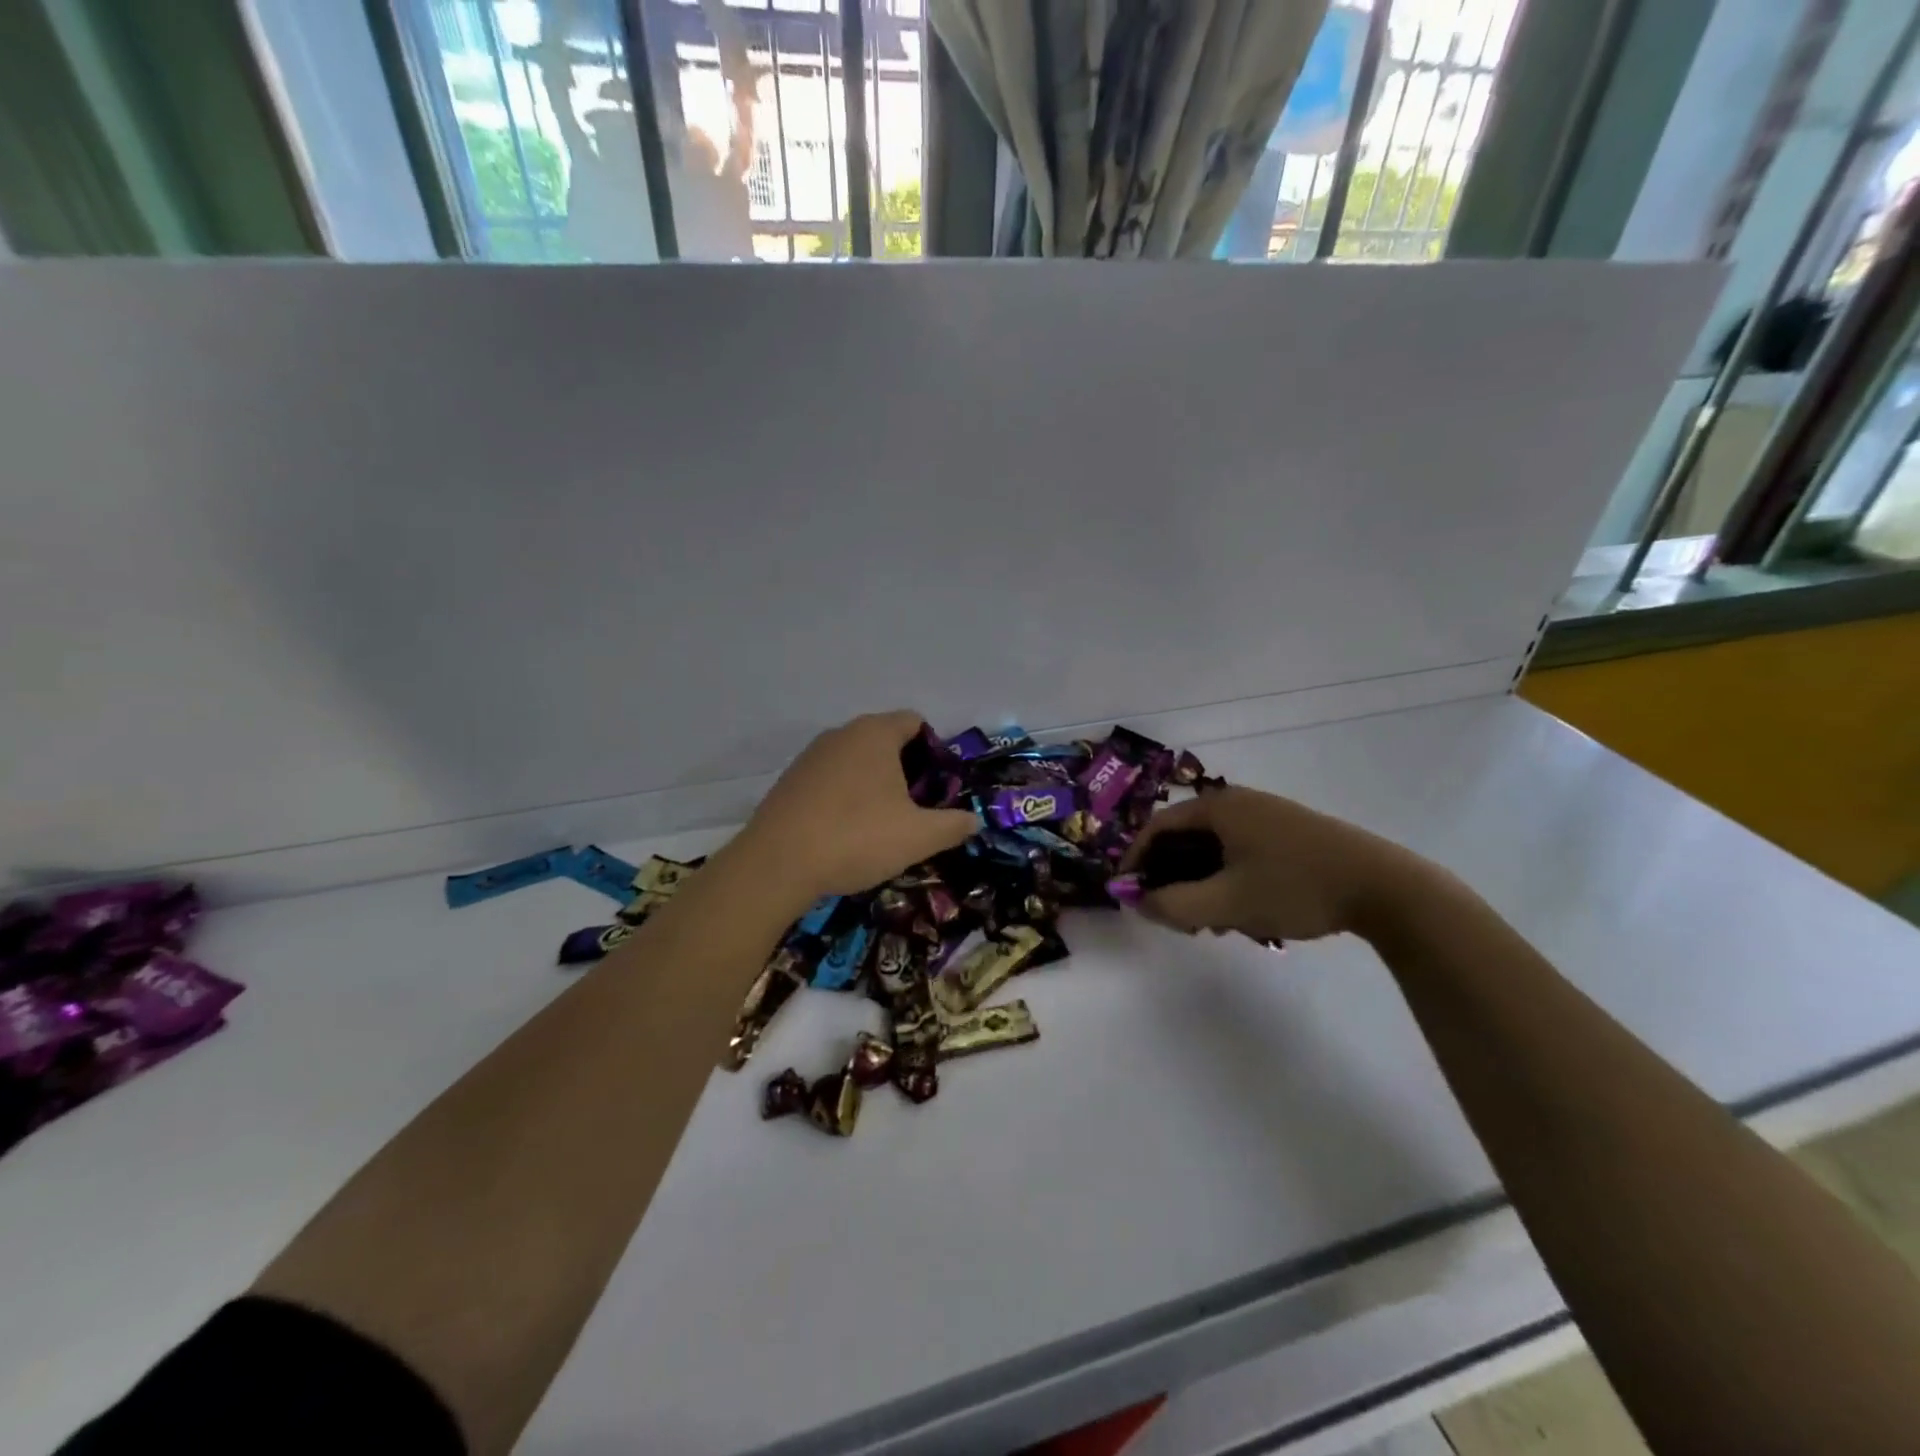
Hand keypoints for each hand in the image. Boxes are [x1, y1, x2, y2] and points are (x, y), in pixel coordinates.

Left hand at [732, 711, 978, 900]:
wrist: (776, 864)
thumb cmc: (857, 838)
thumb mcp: (918, 836)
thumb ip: (953, 825)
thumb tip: (973, 820)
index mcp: (875, 734)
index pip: (914, 722)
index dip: (934, 751)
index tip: (938, 787)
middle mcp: (841, 734)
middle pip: (884, 740)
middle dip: (905, 770)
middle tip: (915, 810)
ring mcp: (810, 756)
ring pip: (855, 761)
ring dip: (873, 785)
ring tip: (881, 825)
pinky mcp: (789, 781)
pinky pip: (830, 779)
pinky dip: (844, 797)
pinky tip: (845, 833)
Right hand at [1120, 787, 1436, 943]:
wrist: (1384, 887)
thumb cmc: (1295, 888)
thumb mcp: (1227, 903)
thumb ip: (1173, 905)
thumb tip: (1136, 902)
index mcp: (1218, 807)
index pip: (1157, 827)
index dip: (1136, 860)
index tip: (1128, 893)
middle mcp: (1239, 802)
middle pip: (1185, 838)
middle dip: (1172, 878)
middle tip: (1172, 914)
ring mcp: (1267, 816)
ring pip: (1214, 849)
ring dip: (1201, 884)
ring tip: (1210, 922)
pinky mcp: (1289, 833)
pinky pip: (1240, 853)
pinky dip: (1227, 879)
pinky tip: (1242, 913)